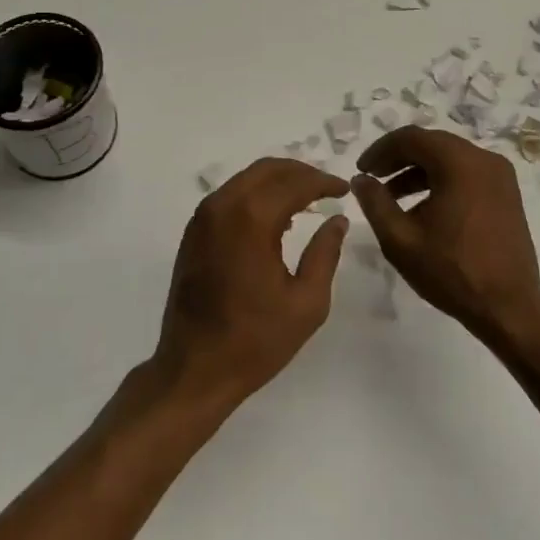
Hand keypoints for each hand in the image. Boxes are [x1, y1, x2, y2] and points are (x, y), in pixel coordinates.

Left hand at [154, 158, 349, 407]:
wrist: (194, 369)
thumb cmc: (255, 340)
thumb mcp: (306, 302)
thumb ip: (325, 253)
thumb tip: (337, 219)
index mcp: (251, 219)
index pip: (294, 183)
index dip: (323, 182)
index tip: (345, 188)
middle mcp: (223, 206)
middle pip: (267, 170)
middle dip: (301, 173)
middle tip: (327, 188)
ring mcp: (203, 217)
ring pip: (246, 179)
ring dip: (278, 182)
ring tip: (307, 200)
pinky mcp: (193, 231)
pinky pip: (230, 196)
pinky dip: (256, 195)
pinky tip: (276, 217)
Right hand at [350, 128, 539, 339]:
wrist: (509, 308)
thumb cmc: (452, 272)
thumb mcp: (401, 239)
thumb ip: (375, 203)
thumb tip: (361, 179)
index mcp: (460, 163)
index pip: (411, 138)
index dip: (381, 150)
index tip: (362, 171)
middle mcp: (484, 159)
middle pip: (432, 144)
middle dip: (398, 158)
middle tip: (374, 179)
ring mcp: (500, 175)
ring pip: (449, 158)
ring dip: (418, 171)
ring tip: (392, 198)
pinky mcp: (506, 193)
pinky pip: (466, 173)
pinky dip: (441, 181)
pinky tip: (423, 209)